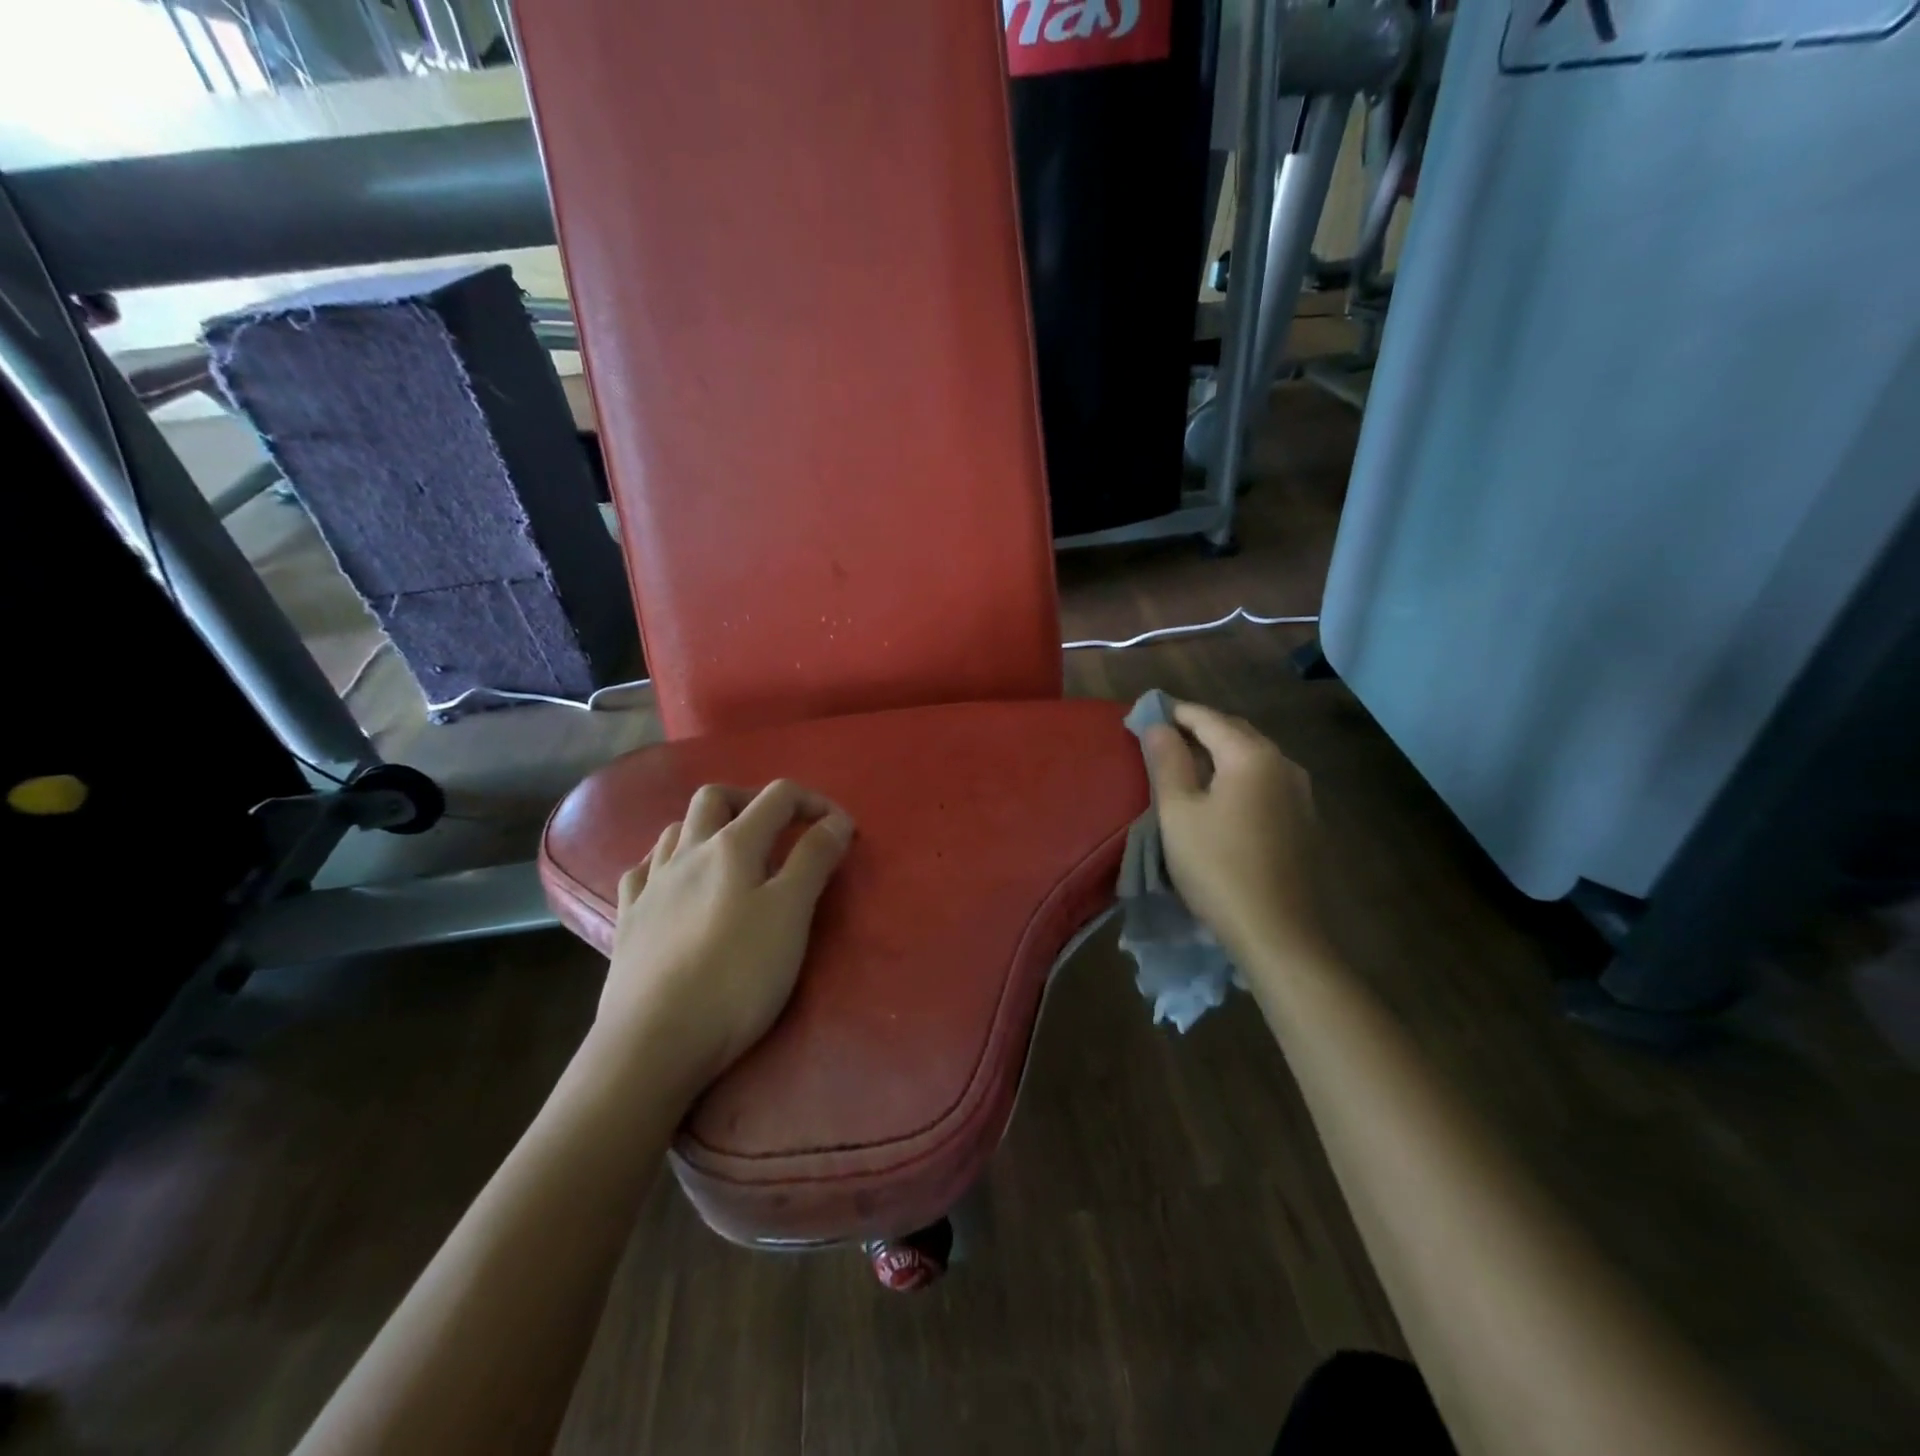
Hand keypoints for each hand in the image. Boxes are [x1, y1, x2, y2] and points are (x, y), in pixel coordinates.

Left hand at [594, 780, 853, 1091]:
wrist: (654, 1042)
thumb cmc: (735, 976)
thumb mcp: (791, 915)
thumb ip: (814, 860)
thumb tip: (835, 821)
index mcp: (732, 846)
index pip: (778, 797)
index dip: (815, 803)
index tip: (841, 831)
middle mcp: (687, 852)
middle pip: (716, 797)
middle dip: (753, 800)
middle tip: (780, 827)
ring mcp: (651, 885)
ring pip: (674, 829)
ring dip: (708, 826)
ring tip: (732, 854)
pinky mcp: (628, 920)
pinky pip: (642, 871)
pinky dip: (666, 863)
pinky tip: (675, 883)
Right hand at [1139, 700, 1324, 964]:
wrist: (1278, 933)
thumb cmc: (1218, 867)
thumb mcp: (1178, 813)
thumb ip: (1167, 762)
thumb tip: (1158, 726)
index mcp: (1252, 756)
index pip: (1208, 718)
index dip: (1175, 712)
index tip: (1147, 713)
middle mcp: (1284, 764)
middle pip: (1236, 733)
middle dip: (1200, 729)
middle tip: (1164, 737)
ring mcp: (1301, 794)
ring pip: (1254, 758)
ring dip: (1221, 753)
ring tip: (1189, 764)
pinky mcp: (1304, 822)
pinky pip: (1266, 783)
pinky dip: (1239, 777)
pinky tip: (1221, 797)